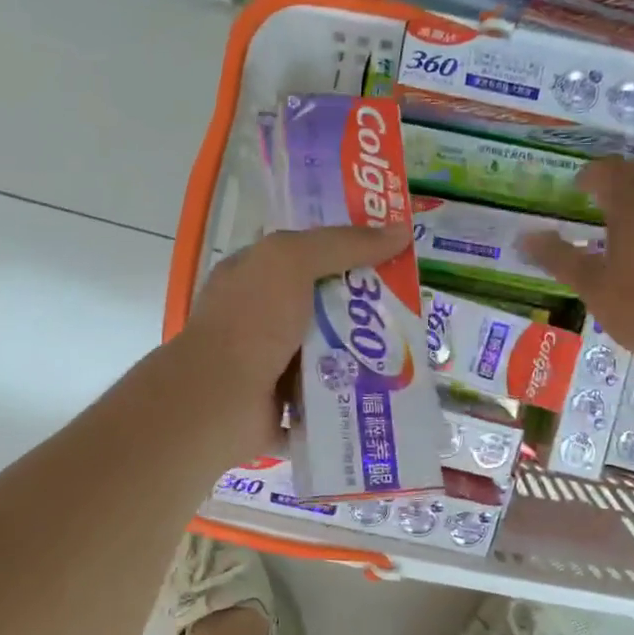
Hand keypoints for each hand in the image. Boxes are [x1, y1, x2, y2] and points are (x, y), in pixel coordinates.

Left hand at [177, 224, 410, 457]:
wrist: (220, 401)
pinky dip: (352, 394)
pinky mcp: (284, 404)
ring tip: (411, 349)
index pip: (303, 254)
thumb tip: (401, 230)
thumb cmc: (250, 321)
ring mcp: (270, 364)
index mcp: (252, 277)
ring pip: (329, 352)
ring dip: (364, 353)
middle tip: (412, 305)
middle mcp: (259, 318)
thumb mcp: (291, 261)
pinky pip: (327, 394)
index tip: (391, 252)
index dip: (345, 249)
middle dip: (365, 305)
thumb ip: (343, 244)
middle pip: (323, 304)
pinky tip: (391, 389)